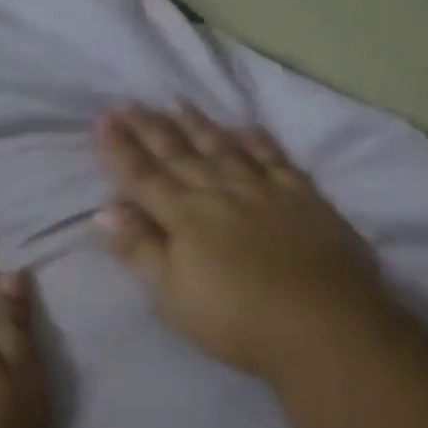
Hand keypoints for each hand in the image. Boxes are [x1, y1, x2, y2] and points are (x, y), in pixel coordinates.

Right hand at [95, 105, 395, 378]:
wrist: (322, 324)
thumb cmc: (237, 321)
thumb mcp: (174, 297)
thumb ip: (141, 250)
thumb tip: (107, 210)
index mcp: (186, 218)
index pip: (144, 177)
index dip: (121, 150)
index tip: (105, 120)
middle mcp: (221, 192)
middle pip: (180, 155)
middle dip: (151, 129)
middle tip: (129, 103)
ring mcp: (265, 190)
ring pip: (224, 148)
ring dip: (198, 125)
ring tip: (177, 104)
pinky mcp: (303, 197)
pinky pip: (274, 158)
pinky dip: (257, 140)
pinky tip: (245, 127)